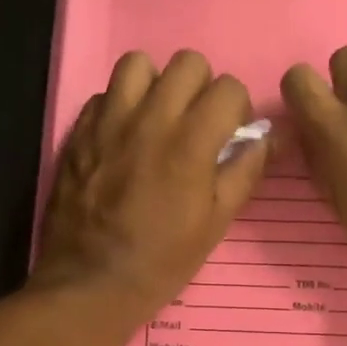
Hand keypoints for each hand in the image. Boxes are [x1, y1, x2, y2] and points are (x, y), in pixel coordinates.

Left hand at [34, 50, 268, 320]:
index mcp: (190, 142)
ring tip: (157, 118)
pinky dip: (121, 105)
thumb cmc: (162, 261)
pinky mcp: (79, 131)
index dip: (237, 108)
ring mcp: (108, 121)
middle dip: (202, 88)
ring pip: (138, 64)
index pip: (228, 87)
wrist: (91, 282)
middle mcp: (149, 118)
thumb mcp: (216, 224)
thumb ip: (245, 172)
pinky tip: (124, 137)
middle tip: (197, 123)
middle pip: (187, 63)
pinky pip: (105, 94)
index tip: (230, 134)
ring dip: (156, 84)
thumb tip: (267, 138)